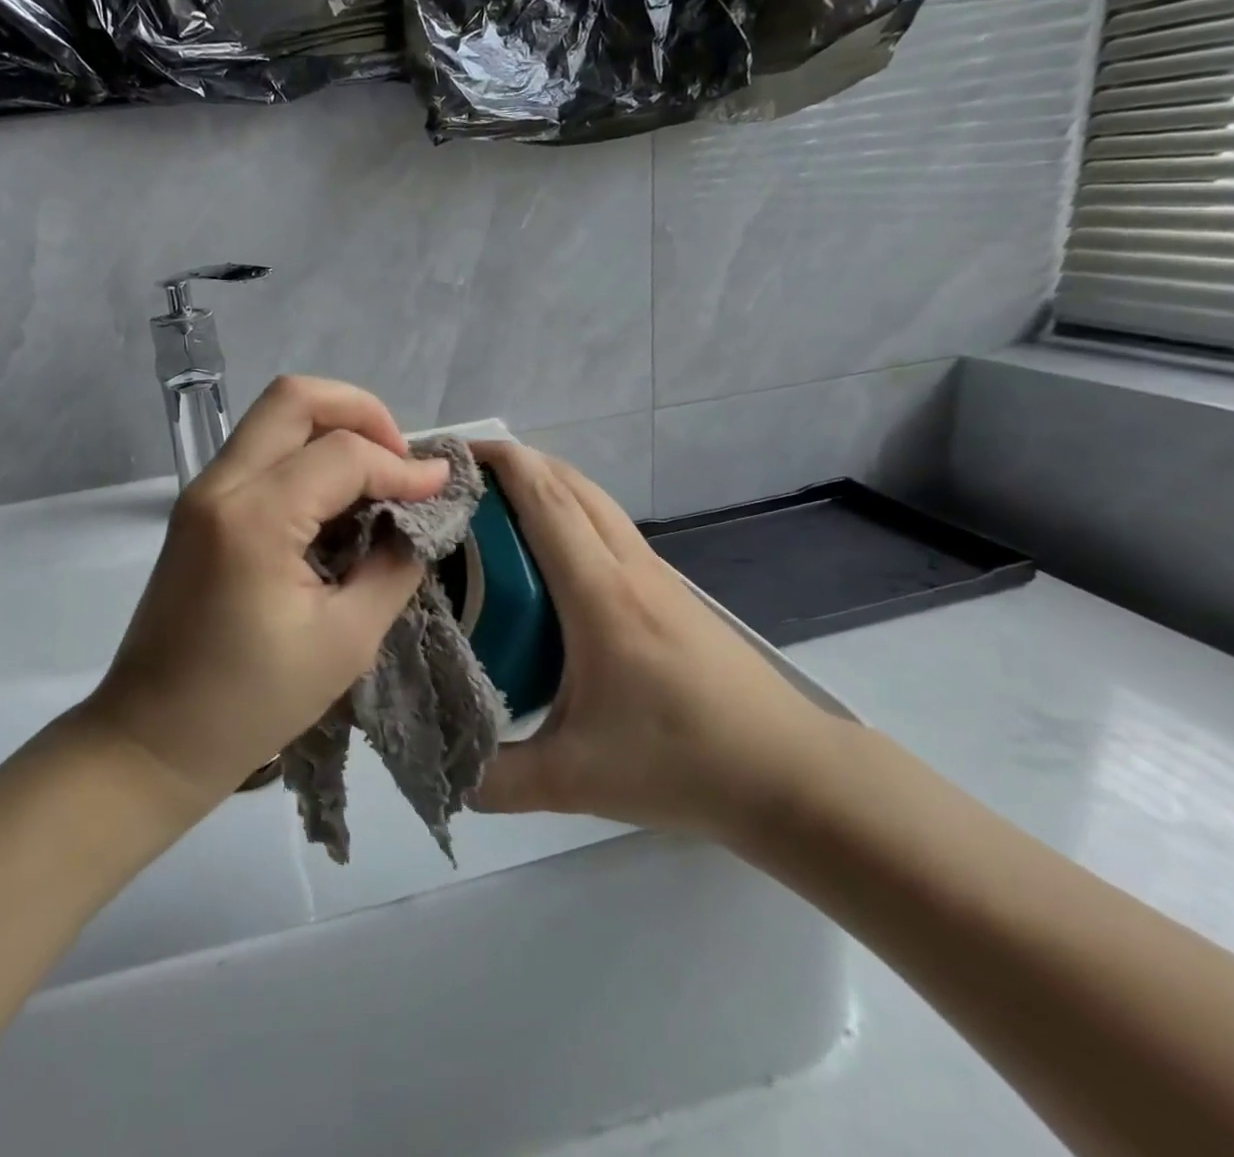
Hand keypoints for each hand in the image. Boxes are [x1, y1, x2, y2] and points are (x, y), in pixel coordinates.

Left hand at [80, 376, 449, 817]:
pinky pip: (259, 453)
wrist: (154, 739)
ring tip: (375, 478)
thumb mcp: (347, 640)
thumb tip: (419, 518)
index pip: (343, 454)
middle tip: (400, 459)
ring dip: (332, 431)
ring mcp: (201, 493)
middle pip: (294, 397)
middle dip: (361, 412)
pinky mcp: (198, 510)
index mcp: (254, 518)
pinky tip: (337, 502)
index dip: (401, 466)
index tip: (440, 490)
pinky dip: (305, 457)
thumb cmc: (252, 702)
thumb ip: (394, 565)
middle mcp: (219, 486)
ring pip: (273, 418)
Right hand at [471, 443, 837, 840]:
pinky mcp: (670, 591)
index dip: (500, 463)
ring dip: (546, 483)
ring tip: (497, 502)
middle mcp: (629, 567)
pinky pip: (609, 527)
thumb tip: (441, 769)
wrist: (791, 774)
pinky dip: (570, 511)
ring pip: (595, 501)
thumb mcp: (575, 779)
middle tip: (463, 476)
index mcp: (600, 595)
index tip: (455, 453)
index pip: (546, 502)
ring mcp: (656, 575)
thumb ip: (497, 778)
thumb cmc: (682, 762)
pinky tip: (549, 551)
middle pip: (570, 484)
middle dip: (516, 462)